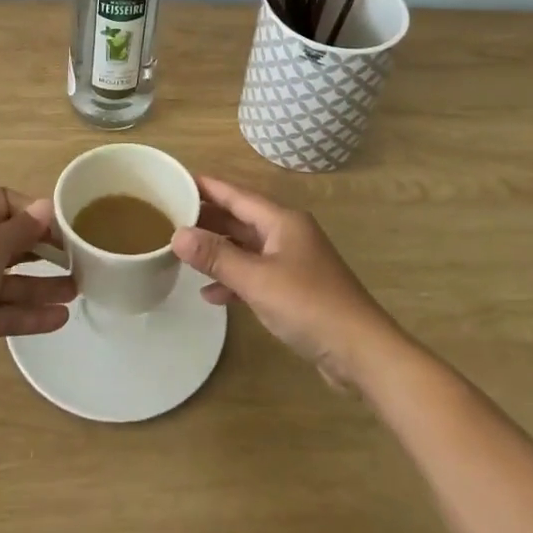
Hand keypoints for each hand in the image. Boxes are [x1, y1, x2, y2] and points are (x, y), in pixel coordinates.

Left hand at [0, 188, 74, 398]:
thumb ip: (21, 229)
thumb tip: (46, 206)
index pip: (3, 202)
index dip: (31, 209)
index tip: (61, 224)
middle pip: (11, 243)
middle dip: (43, 248)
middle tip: (78, 257)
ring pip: (12, 281)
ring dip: (43, 284)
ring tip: (78, 290)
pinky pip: (6, 313)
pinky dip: (31, 315)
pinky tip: (60, 318)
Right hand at [172, 174, 402, 390]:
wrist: (362, 352)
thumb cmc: (309, 306)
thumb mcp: (257, 280)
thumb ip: (217, 257)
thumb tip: (178, 234)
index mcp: (282, 221)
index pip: (237, 195)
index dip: (208, 187)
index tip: (177, 180)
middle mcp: (288, 234)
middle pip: (241, 219)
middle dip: (208, 219)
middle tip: (171, 217)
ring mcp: (293, 262)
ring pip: (247, 247)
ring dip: (219, 250)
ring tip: (184, 252)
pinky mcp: (295, 289)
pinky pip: (256, 274)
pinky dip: (235, 279)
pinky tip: (211, 294)